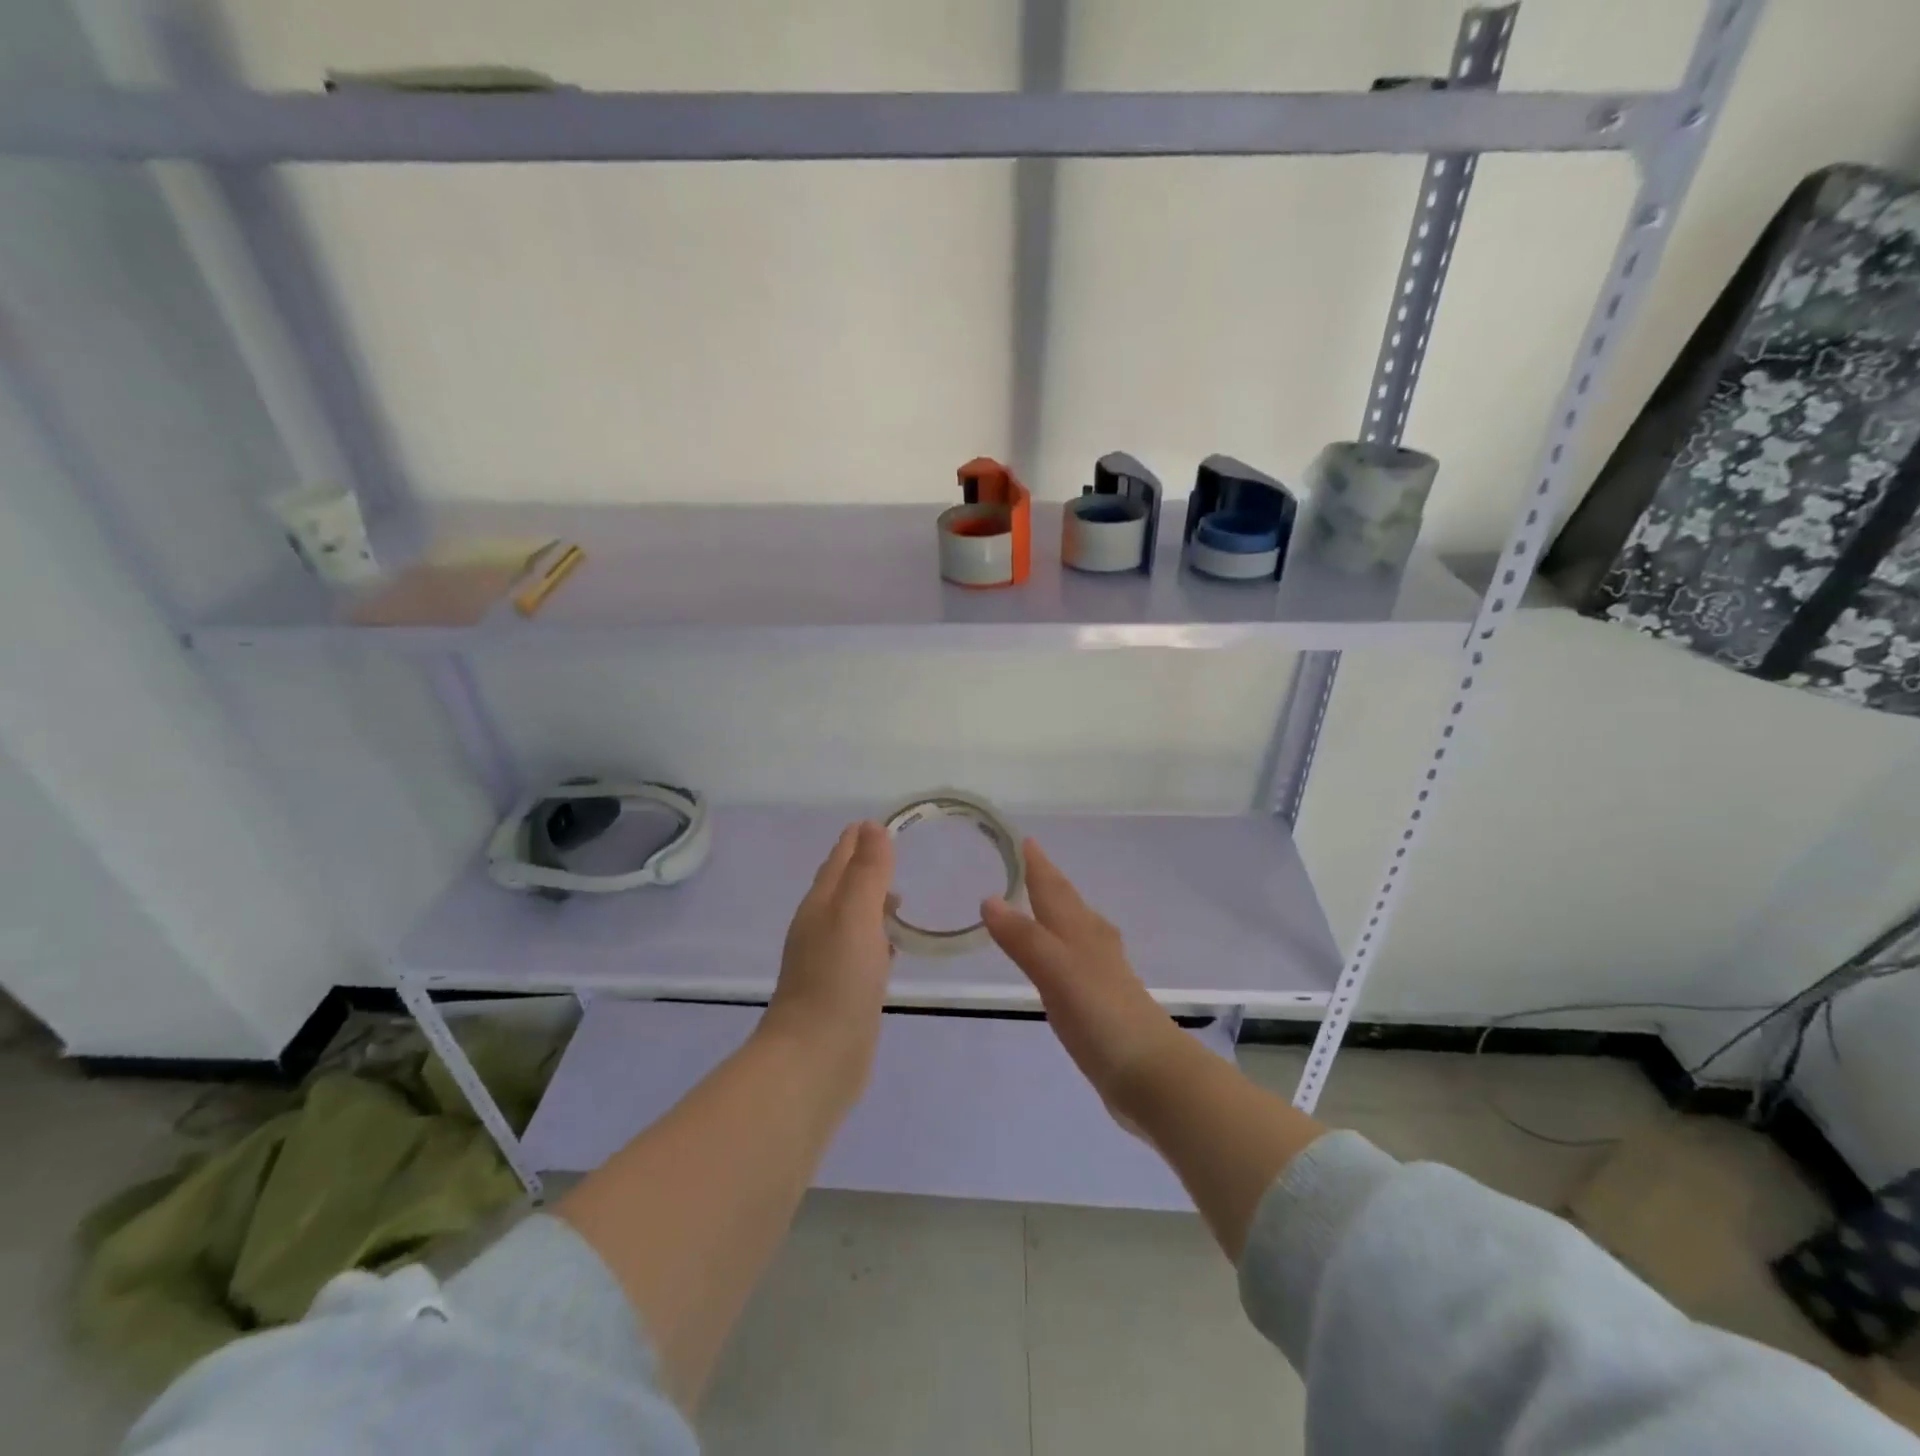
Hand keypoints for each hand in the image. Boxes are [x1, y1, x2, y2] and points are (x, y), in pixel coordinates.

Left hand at [763, 822, 895, 1086]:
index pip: (839, 859)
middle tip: (898, 853)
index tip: (884, 822)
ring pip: (853, 918)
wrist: (816, 1059)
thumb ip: (867, 872)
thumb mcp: (855, 916)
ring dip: (873, 902)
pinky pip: (862, 949)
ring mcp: (830, 960)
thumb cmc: (837, 980)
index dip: (859, 839)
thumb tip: (873, 827)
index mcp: (821, 905)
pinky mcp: (844, 989)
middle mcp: (821, 927)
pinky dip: (877, 936)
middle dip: (866, 866)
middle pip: (843, 885)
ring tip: (901, 896)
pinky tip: (894, 945)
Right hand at [981, 839, 1185, 1122]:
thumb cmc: (1102, 1014)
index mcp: (1081, 930)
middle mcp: (1093, 944)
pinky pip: (1074, 960)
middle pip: (1067, 903)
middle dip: (1047, 882)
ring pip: (1074, 929)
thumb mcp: (1057, 970)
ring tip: (1039, 905)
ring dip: (1055, 913)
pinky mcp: (1101, 1002)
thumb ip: (1024, 937)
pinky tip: (1059, 962)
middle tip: (1027, 863)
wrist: (1150, 1073)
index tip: (1024, 839)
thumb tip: (989, 899)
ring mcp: (1100, 973)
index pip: (1054, 888)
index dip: (1038, 864)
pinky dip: (1059, 948)